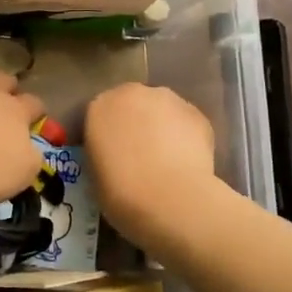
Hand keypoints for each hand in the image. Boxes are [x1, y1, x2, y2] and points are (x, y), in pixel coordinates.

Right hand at [84, 83, 218, 249]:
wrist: (169, 198)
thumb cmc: (120, 191)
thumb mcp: (95, 174)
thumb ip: (103, 153)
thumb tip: (115, 157)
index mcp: (99, 106)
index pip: (98, 115)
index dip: (104, 135)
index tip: (108, 155)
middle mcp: (132, 94)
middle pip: (131, 104)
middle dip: (134, 123)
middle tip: (137, 154)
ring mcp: (168, 100)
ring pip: (161, 111)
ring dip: (160, 127)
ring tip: (165, 159)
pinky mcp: (197, 114)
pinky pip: (185, 124)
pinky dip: (185, 137)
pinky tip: (185, 162)